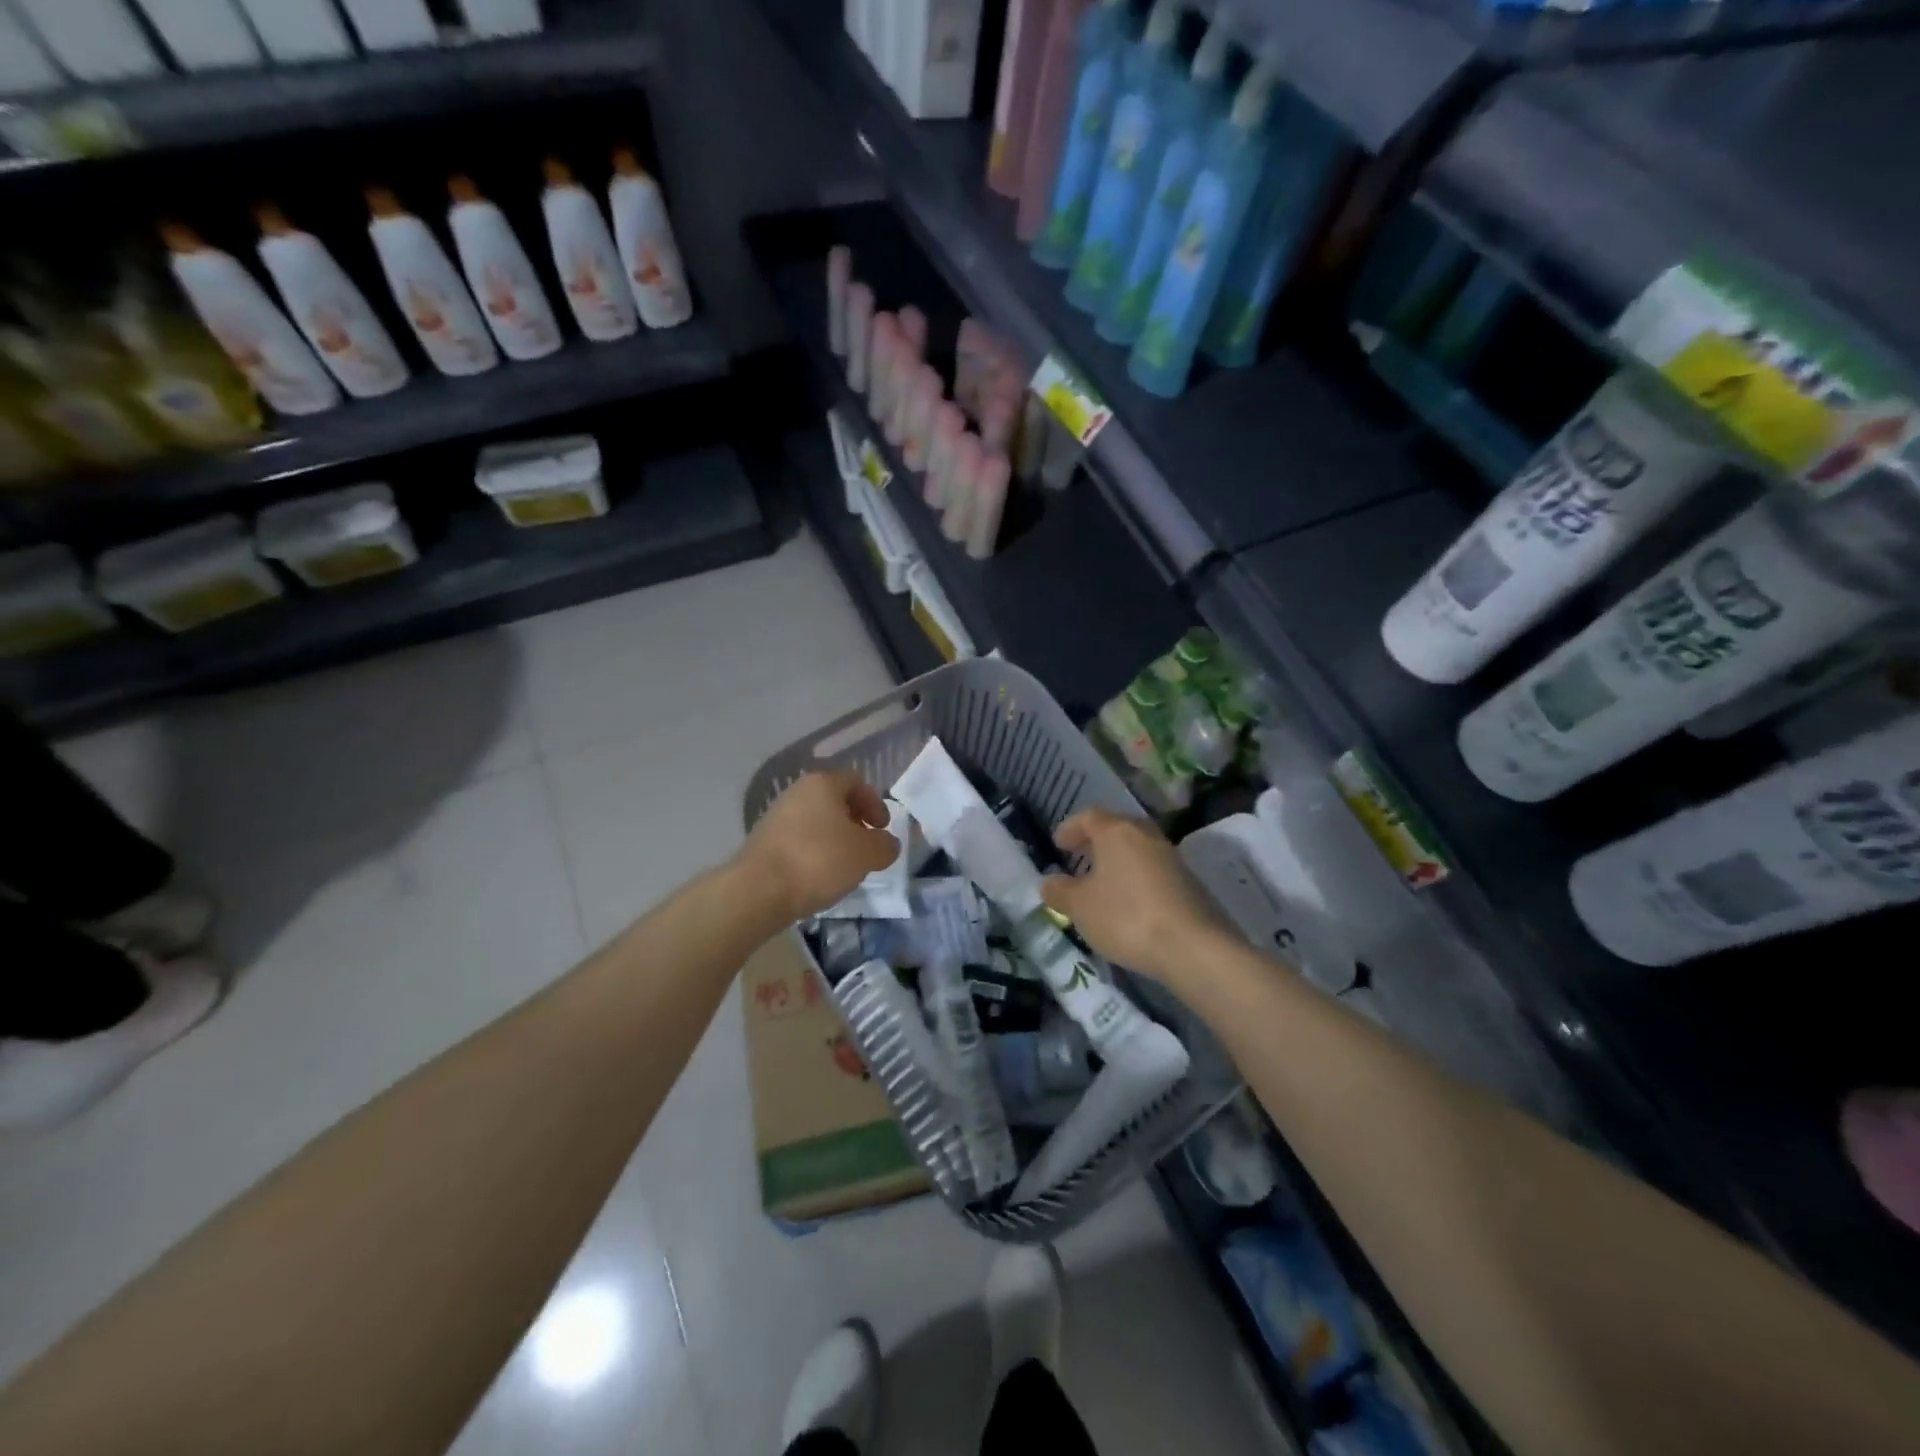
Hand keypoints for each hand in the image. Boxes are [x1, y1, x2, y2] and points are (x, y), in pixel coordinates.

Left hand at [734, 770, 899, 924]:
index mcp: (822, 783)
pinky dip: (814, 852)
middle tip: (866, 846)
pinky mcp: (763, 842)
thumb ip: (885, 845)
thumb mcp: (867, 854)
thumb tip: (887, 843)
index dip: (875, 803)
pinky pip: (798, 840)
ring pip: (815, 821)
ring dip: (834, 839)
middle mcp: (796, 792)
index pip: (856, 781)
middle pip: (834, 800)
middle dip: (855, 821)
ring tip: (844, 866)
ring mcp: (776, 816)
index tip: (883, 828)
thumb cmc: (819, 861)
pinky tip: (819, 876)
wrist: (758, 891)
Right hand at [1041, 808, 1226, 983]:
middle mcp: (1146, 836)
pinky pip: (1154, 870)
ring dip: (1119, 860)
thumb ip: (1060, 891)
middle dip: (1097, 841)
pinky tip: (1129, 901)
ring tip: (1103, 882)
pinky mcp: (1189, 882)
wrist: (1193, 947)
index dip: (1071, 828)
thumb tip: (1049, 882)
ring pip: (1138, 849)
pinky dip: (1137, 878)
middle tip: (1080, 856)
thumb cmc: (1126, 917)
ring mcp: (1172, 858)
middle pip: (1118, 828)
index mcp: (1117, 832)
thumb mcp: (1080, 907)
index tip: (1058, 843)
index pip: (1089, 817)